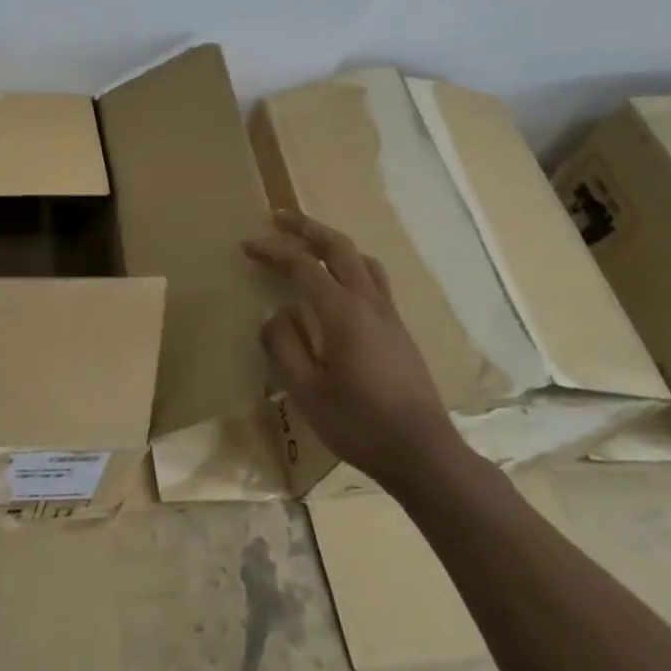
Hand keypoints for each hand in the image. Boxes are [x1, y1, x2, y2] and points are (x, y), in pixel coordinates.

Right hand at [242, 211, 460, 482]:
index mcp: (343, 313)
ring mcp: (390, 316)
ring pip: (363, 261)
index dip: (274, 251)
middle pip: (340, 248)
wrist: (423, 453)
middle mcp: (370, 303)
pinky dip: (349, 265)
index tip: (247, 246)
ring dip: (333, 243)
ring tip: (310, 243)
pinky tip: (338, 284)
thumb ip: (284, 347)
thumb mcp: (306, 391)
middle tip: (279, 217)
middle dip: (307, 228)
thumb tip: (274, 314)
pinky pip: (373, 280)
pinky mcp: (399, 331)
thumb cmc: (359, 423)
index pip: (304, 266)